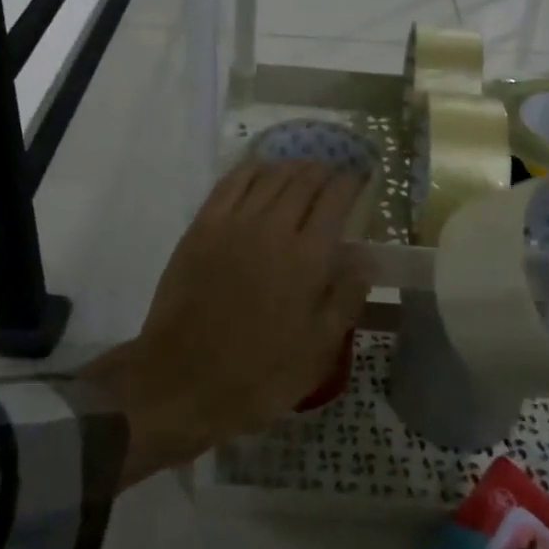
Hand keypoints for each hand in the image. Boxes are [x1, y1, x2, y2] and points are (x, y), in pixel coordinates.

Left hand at [81, 160, 368, 483]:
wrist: (180, 382)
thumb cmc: (258, 374)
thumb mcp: (317, 350)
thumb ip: (346, 296)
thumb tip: (368, 255)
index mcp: (307, 257)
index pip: (335, 199)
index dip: (351, 183)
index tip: (359, 179)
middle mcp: (272, 227)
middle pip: (303, 180)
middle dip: (323, 170)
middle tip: (333, 172)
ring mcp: (233, 223)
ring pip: (269, 175)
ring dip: (291, 165)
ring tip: (303, 167)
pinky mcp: (201, 227)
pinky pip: (230, 183)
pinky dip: (251, 169)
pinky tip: (260, 169)